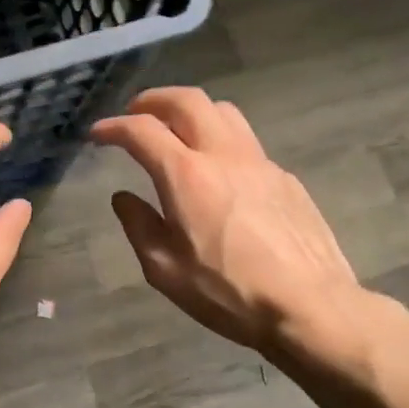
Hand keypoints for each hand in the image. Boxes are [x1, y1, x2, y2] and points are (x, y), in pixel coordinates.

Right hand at [89, 87, 386, 378]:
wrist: (311, 307)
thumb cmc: (228, 293)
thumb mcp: (164, 270)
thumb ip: (138, 225)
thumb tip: (123, 197)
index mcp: (186, 175)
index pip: (142, 131)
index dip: (113, 127)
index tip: (98, 135)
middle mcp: (223, 155)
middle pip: (187, 100)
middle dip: (153, 100)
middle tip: (135, 113)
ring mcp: (260, 162)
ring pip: (222, 111)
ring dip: (191, 111)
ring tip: (177, 130)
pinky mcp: (285, 178)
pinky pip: (246, 142)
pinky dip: (221, 140)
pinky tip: (219, 172)